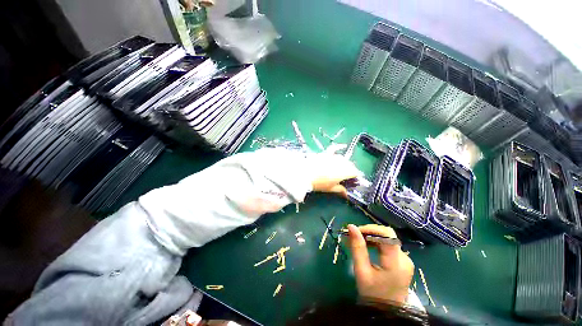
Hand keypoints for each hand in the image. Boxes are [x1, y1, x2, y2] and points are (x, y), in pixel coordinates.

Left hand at [308, 144, 362, 196]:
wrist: (304, 174)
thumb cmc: (318, 183)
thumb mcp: (330, 188)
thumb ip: (340, 190)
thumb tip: (346, 193)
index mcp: (344, 172)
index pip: (355, 172)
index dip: (355, 177)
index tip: (354, 180)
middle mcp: (340, 162)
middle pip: (350, 165)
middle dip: (351, 170)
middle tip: (347, 176)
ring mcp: (333, 157)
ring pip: (343, 158)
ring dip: (345, 163)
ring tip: (342, 168)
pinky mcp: (325, 153)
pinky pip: (334, 148)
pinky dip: (339, 147)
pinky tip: (343, 146)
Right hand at [347, 224, 413, 304]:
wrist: (386, 312)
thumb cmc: (372, 293)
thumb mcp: (361, 270)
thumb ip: (357, 247)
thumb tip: (351, 226)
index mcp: (396, 263)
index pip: (387, 235)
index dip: (371, 228)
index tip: (356, 231)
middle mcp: (404, 258)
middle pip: (387, 235)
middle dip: (369, 232)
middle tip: (354, 235)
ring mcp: (405, 260)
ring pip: (387, 238)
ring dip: (371, 236)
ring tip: (357, 240)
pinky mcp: (403, 261)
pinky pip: (389, 245)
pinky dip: (376, 242)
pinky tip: (367, 246)